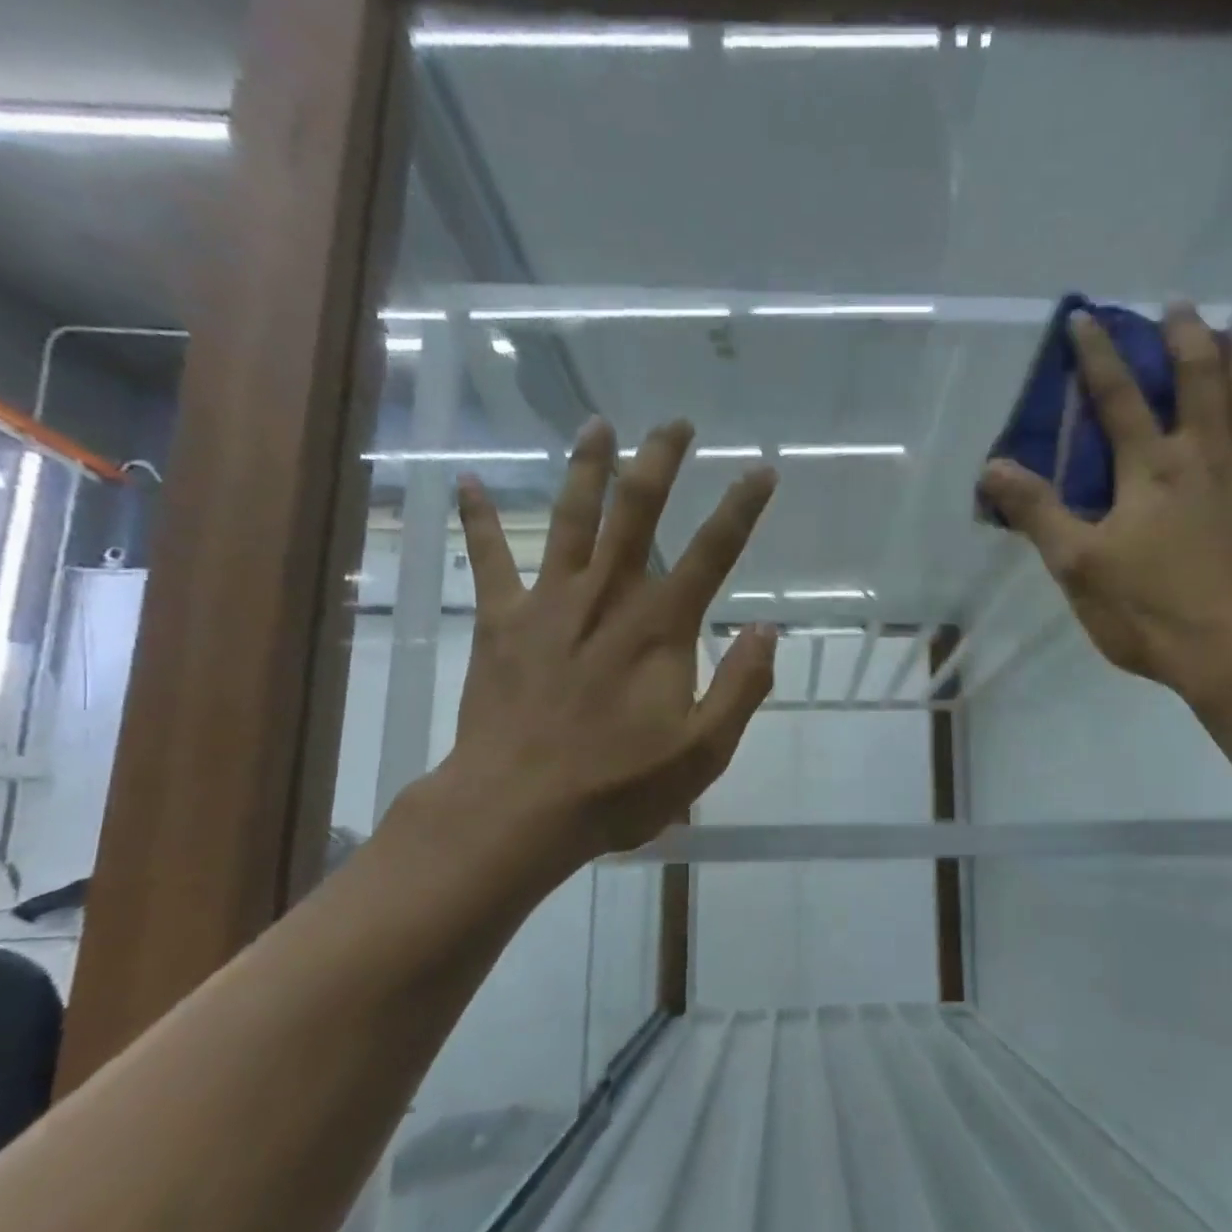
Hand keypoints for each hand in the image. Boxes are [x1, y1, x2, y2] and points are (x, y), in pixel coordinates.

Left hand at [416, 417, 777, 880]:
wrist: (518, 808)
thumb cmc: (617, 786)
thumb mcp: (703, 752)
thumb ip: (741, 688)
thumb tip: (766, 631)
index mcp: (660, 628)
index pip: (711, 554)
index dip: (741, 509)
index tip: (760, 470)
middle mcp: (607, 598)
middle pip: (636, 513)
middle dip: (659, 462)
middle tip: (675, 423)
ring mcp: (549, 603)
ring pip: (571, 519)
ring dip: (586, 468)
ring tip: (597, 424)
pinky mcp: (501, 622)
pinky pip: (487, 560)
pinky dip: (477, 520)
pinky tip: (465, 481)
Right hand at [978, 306, 1231, 703]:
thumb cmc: (1148, 612)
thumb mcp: (1077, 567)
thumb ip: (1038, 512)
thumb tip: (993, 467)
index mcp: (1149, 470)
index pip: (1118, 399)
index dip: (1098, 357)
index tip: (1086, 316)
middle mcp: (1206, 457)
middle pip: (1198, 382)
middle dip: (1185, 338)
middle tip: (1180, 303)